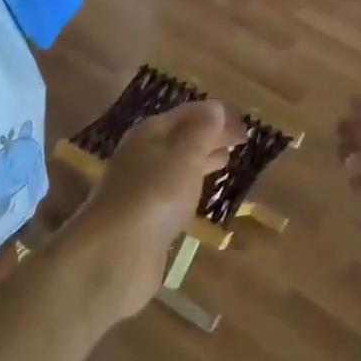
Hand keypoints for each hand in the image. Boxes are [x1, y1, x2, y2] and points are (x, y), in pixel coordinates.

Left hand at [64, 100, 244, 321]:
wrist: (116, 252)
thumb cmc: (155, 193)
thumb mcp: (184, 155)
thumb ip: (201, 131)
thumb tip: (214, 108)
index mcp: (150, 132)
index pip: (188, 113)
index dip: (217, 115)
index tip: (244, 124)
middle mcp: (142, 154)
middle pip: (181, 137)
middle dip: (210, 136)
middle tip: (241, 140)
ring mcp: (140, 186)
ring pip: (177, 164)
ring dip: (201, 159)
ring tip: (226, 160)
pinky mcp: (143, 216)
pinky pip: (172, 190)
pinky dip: (191, 185)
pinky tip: (201, 193)